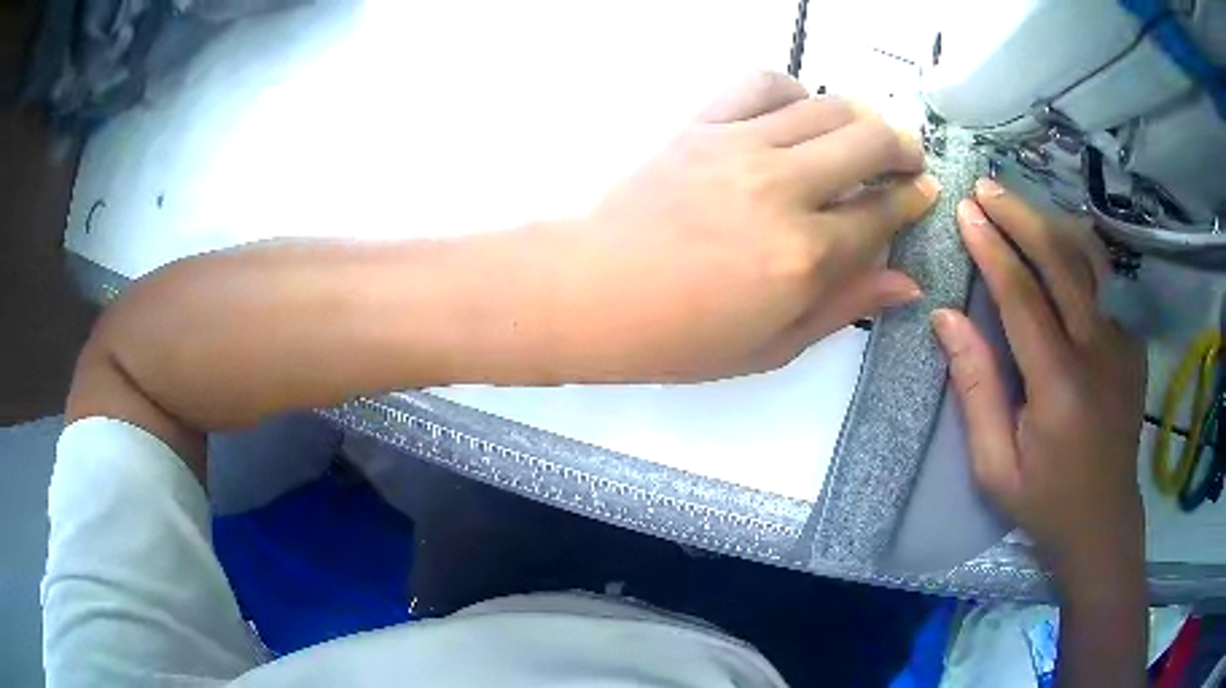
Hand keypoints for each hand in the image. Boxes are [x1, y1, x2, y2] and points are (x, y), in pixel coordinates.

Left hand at [555, 72, 939, 381]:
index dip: (913, 200)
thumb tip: (906, 283)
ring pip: (827, 106)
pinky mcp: (701, 125)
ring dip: (861, 116)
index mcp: (804, 256)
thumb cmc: (680, 336)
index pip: (882, 214)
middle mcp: (783, 190)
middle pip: (870, 143)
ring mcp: (739, 148)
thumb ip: (844, 305)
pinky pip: (759, 83)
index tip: (924, 192)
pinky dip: (792, 89)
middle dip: (903, 148)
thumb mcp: (772, 345)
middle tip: (906, 160)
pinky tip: (797, 110)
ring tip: (865, 133)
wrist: (593, 293)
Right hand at [931, 179, 1146, 582]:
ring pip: (1088, 263)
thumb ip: (975, 390)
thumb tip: (947, 319)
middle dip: (1021, 217)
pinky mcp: (1132, 346)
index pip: (1023, 297)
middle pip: (1061, 262)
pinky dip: (1075, 258)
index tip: (966, 212)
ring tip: (1018, 207)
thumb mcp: (995, 466)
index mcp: (1059, 387)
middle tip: (986, 189)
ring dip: (1051, 227)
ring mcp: (1122, 345)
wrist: (1104, 523)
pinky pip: (1102, 288)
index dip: (993, 249)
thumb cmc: (1045, 503)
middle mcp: (1098, 353)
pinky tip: (1054, 253)